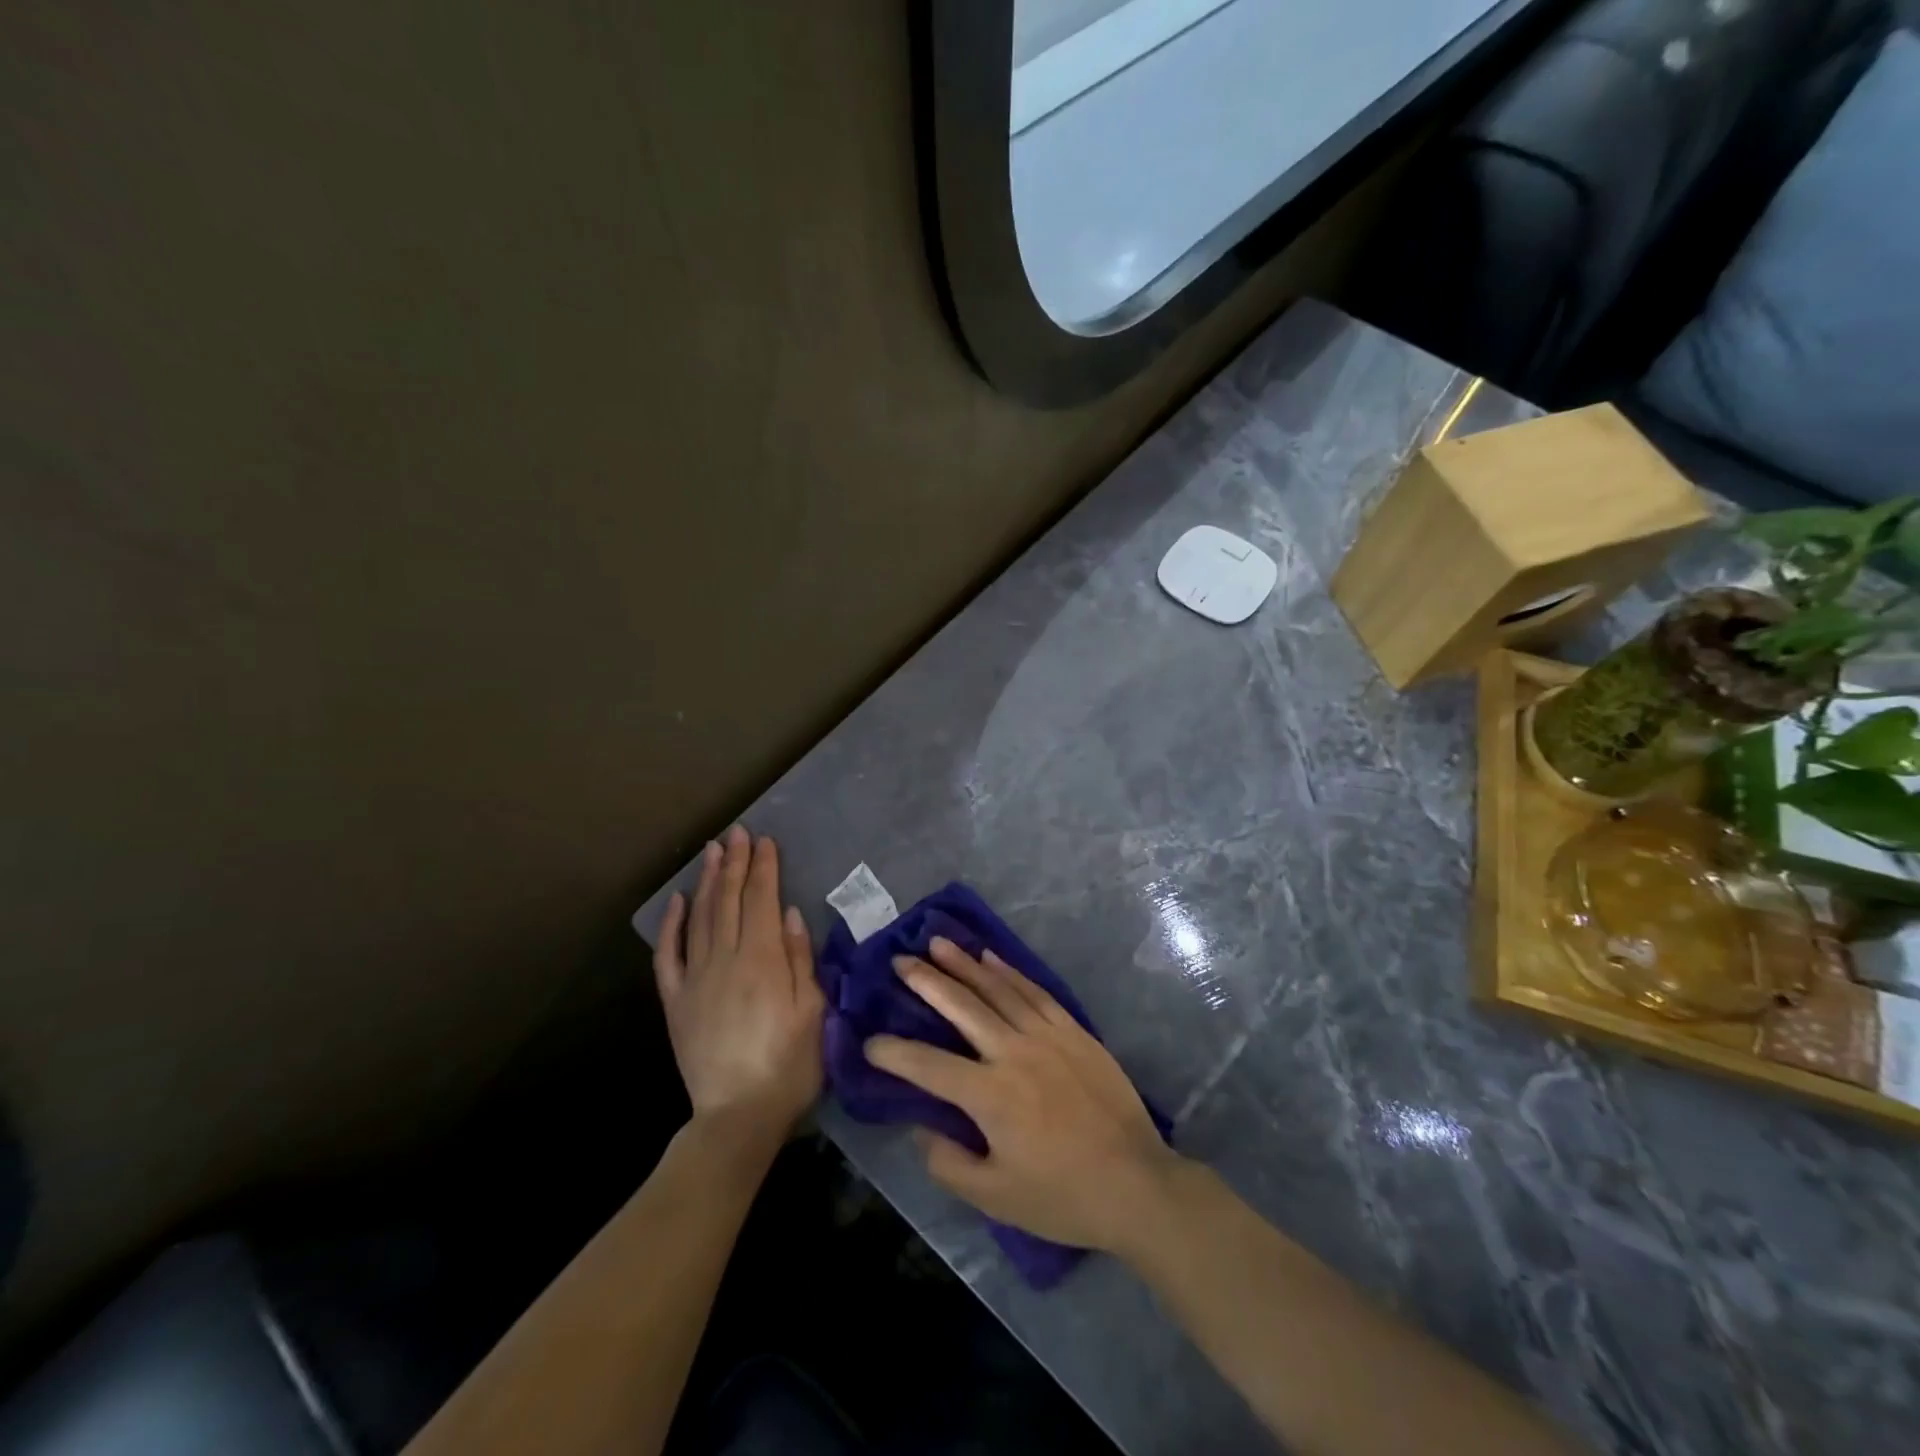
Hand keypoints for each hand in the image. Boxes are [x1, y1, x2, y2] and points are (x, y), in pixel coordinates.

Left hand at [654, 826, 823, 1141]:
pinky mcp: (675, 1001)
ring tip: (713, 851)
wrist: (738, 1115)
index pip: (761, 901)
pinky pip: (668, 956)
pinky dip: (671, 925)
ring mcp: (695, 979)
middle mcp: (726, 960)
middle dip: (735, 864)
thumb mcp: (814, 1011)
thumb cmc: (790, 1064)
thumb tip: (790, 914)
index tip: (765, 841)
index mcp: (763, 961)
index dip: (764, 868)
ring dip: (707, 881)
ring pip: (700, 918)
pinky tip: (676, 902)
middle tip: (737, 833)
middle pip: (729, 901)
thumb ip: (801, 959)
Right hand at [864, 937, 1181, 1254]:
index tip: (869, 1041)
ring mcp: (1047, 1035)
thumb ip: (950, 1164)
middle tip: (900, 961)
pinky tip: (991, 957)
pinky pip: (1035, 991)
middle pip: (962, 1007)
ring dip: (965, 964)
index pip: (928, 1066)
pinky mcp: (1074, 1030)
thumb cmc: (1063, 1195)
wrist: (1136, 1183)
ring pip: (998, 989)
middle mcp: (1014, 1052)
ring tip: (938, 944)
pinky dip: (1009, 971)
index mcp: (990, 1095)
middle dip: (927, 981)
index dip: (894, 1053)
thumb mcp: (997, 1198)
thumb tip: (922, 1128)